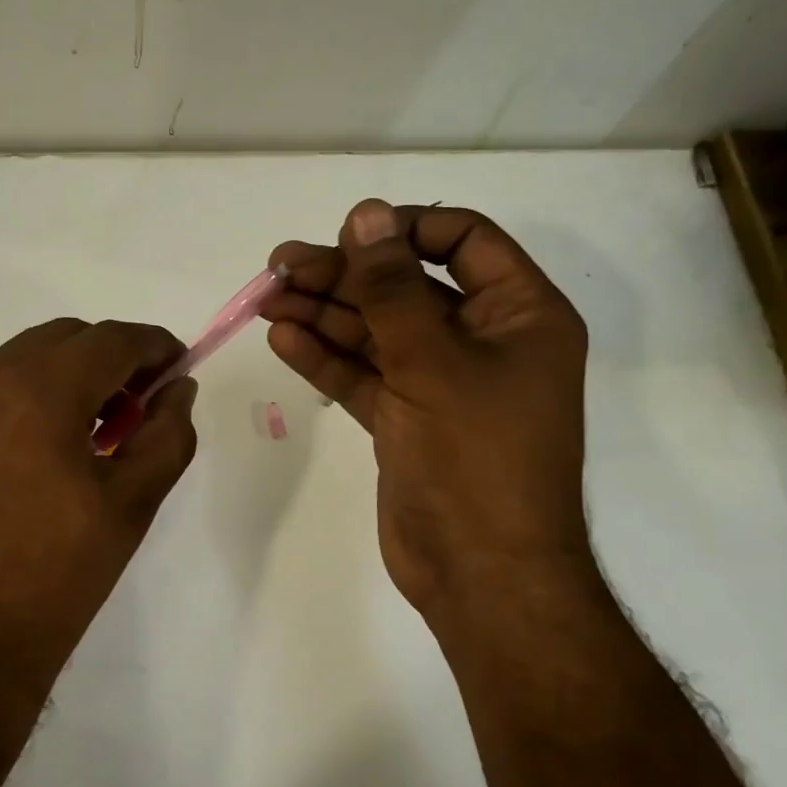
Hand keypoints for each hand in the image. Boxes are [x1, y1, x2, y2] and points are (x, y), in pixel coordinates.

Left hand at [0, 319, 198, 694]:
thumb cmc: (59, 574)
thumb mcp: (133, 502)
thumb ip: (168, 432)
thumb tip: (178, 388)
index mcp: (40, 389)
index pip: (112, 339)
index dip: (154, 346)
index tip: (175, 367)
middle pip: (63, 339)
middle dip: (108, 360)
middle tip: (132, 408)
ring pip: (18, 361)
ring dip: (60, 379)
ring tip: (80, 437)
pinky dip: (16, 403)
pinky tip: (26, 458)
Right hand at [261, 198, 590, 624]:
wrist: (481, 574)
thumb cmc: (474, 457)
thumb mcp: (431, 360)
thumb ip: (392, 287)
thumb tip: (366, 213)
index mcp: (519, 314)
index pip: (462, 241)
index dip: (403, 230)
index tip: (347, 235)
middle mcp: (483, 340)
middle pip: (406, 287)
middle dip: (344, 276)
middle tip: (279, 268)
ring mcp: (441, 382)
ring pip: (377, 331)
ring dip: (324, 314)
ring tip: (267, 299)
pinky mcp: (407, 419)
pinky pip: (364, 375)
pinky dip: (326, 357)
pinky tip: (283, 338)